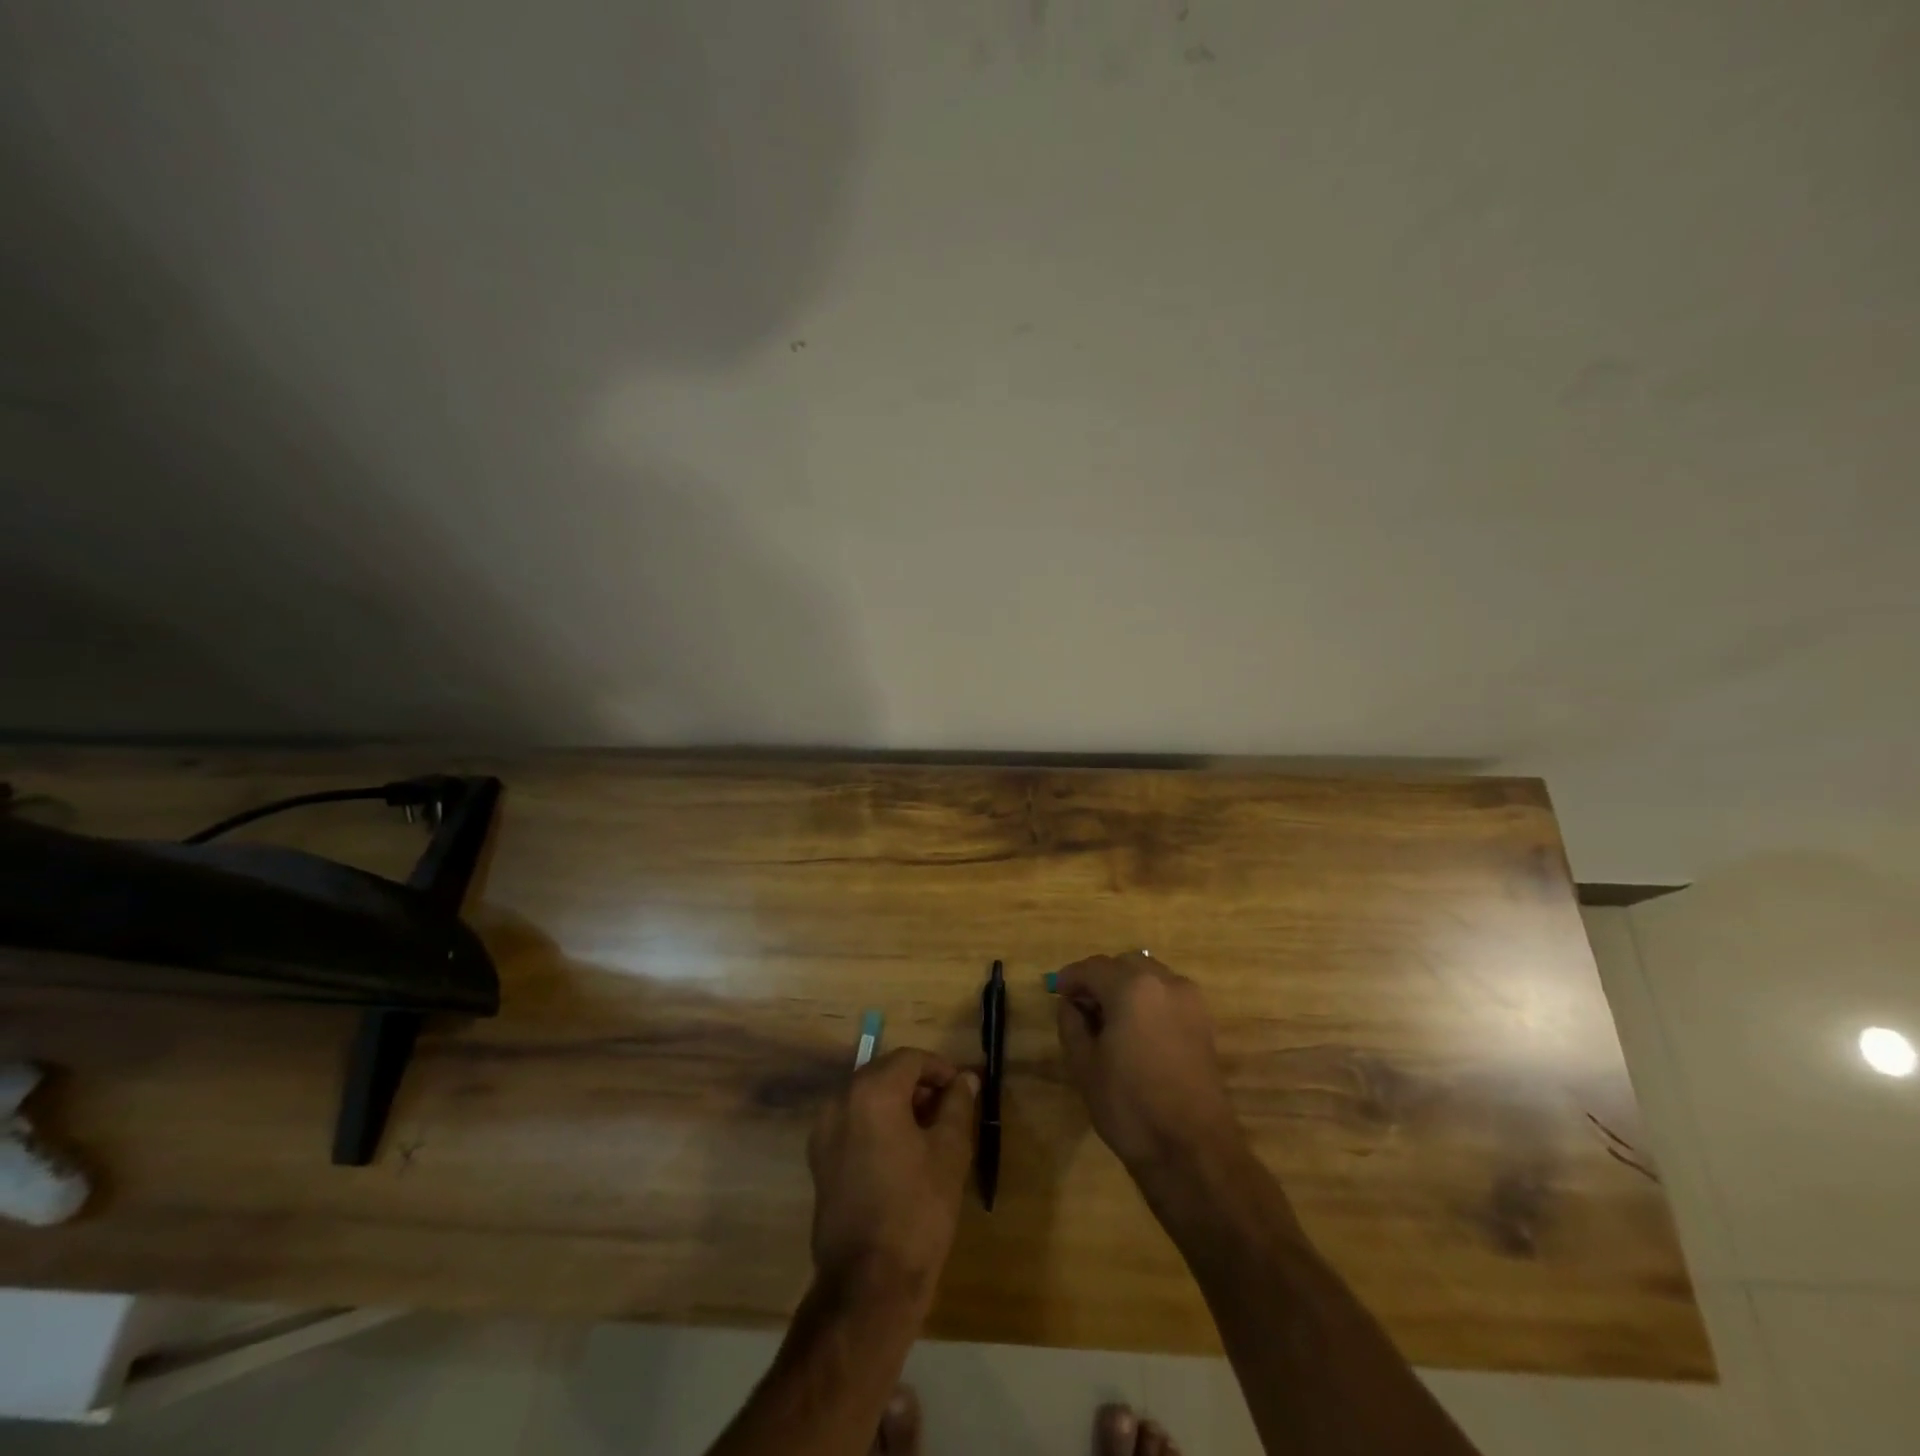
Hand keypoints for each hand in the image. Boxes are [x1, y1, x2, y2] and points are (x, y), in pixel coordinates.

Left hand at [806, 1048, 977, 1311]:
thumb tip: (965, 1079)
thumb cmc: (917, 1210)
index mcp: (872, 1091)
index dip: (939, 1069)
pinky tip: (900, 1152)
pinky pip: (852, 1122)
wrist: (868, 1283)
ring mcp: (824, 1130)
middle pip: (885, 1074)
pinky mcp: (819, 1159)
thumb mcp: (949, 1152)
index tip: (962, 1089)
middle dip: (918, 1085)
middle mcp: (841, 1100)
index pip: (910, 1059)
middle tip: (948, 1109)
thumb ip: (957, 1105)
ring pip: (866, 1097)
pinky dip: (876, 1123)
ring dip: (897, 1103)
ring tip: (928, 1131)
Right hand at [1055, 952, 1240, 1176]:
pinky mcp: (1204, 1021)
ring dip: (1126, 986)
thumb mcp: (1084, 1065)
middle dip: (1100, 979)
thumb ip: (1072, 1023)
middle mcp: (1165, 982)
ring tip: (1109, 1018)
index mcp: (1132, 987)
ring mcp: (1189, 1000)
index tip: (1055, 991)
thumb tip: (1071, 1004)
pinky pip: (1167, 995)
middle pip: (1124, 964)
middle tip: (1081, 1006)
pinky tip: (1135, 1029)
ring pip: (1149, 976)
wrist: (1193, 1149)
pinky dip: (1148, 1000)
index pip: (1093, 968)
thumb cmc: (1130, 1106)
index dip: (1070, 977)